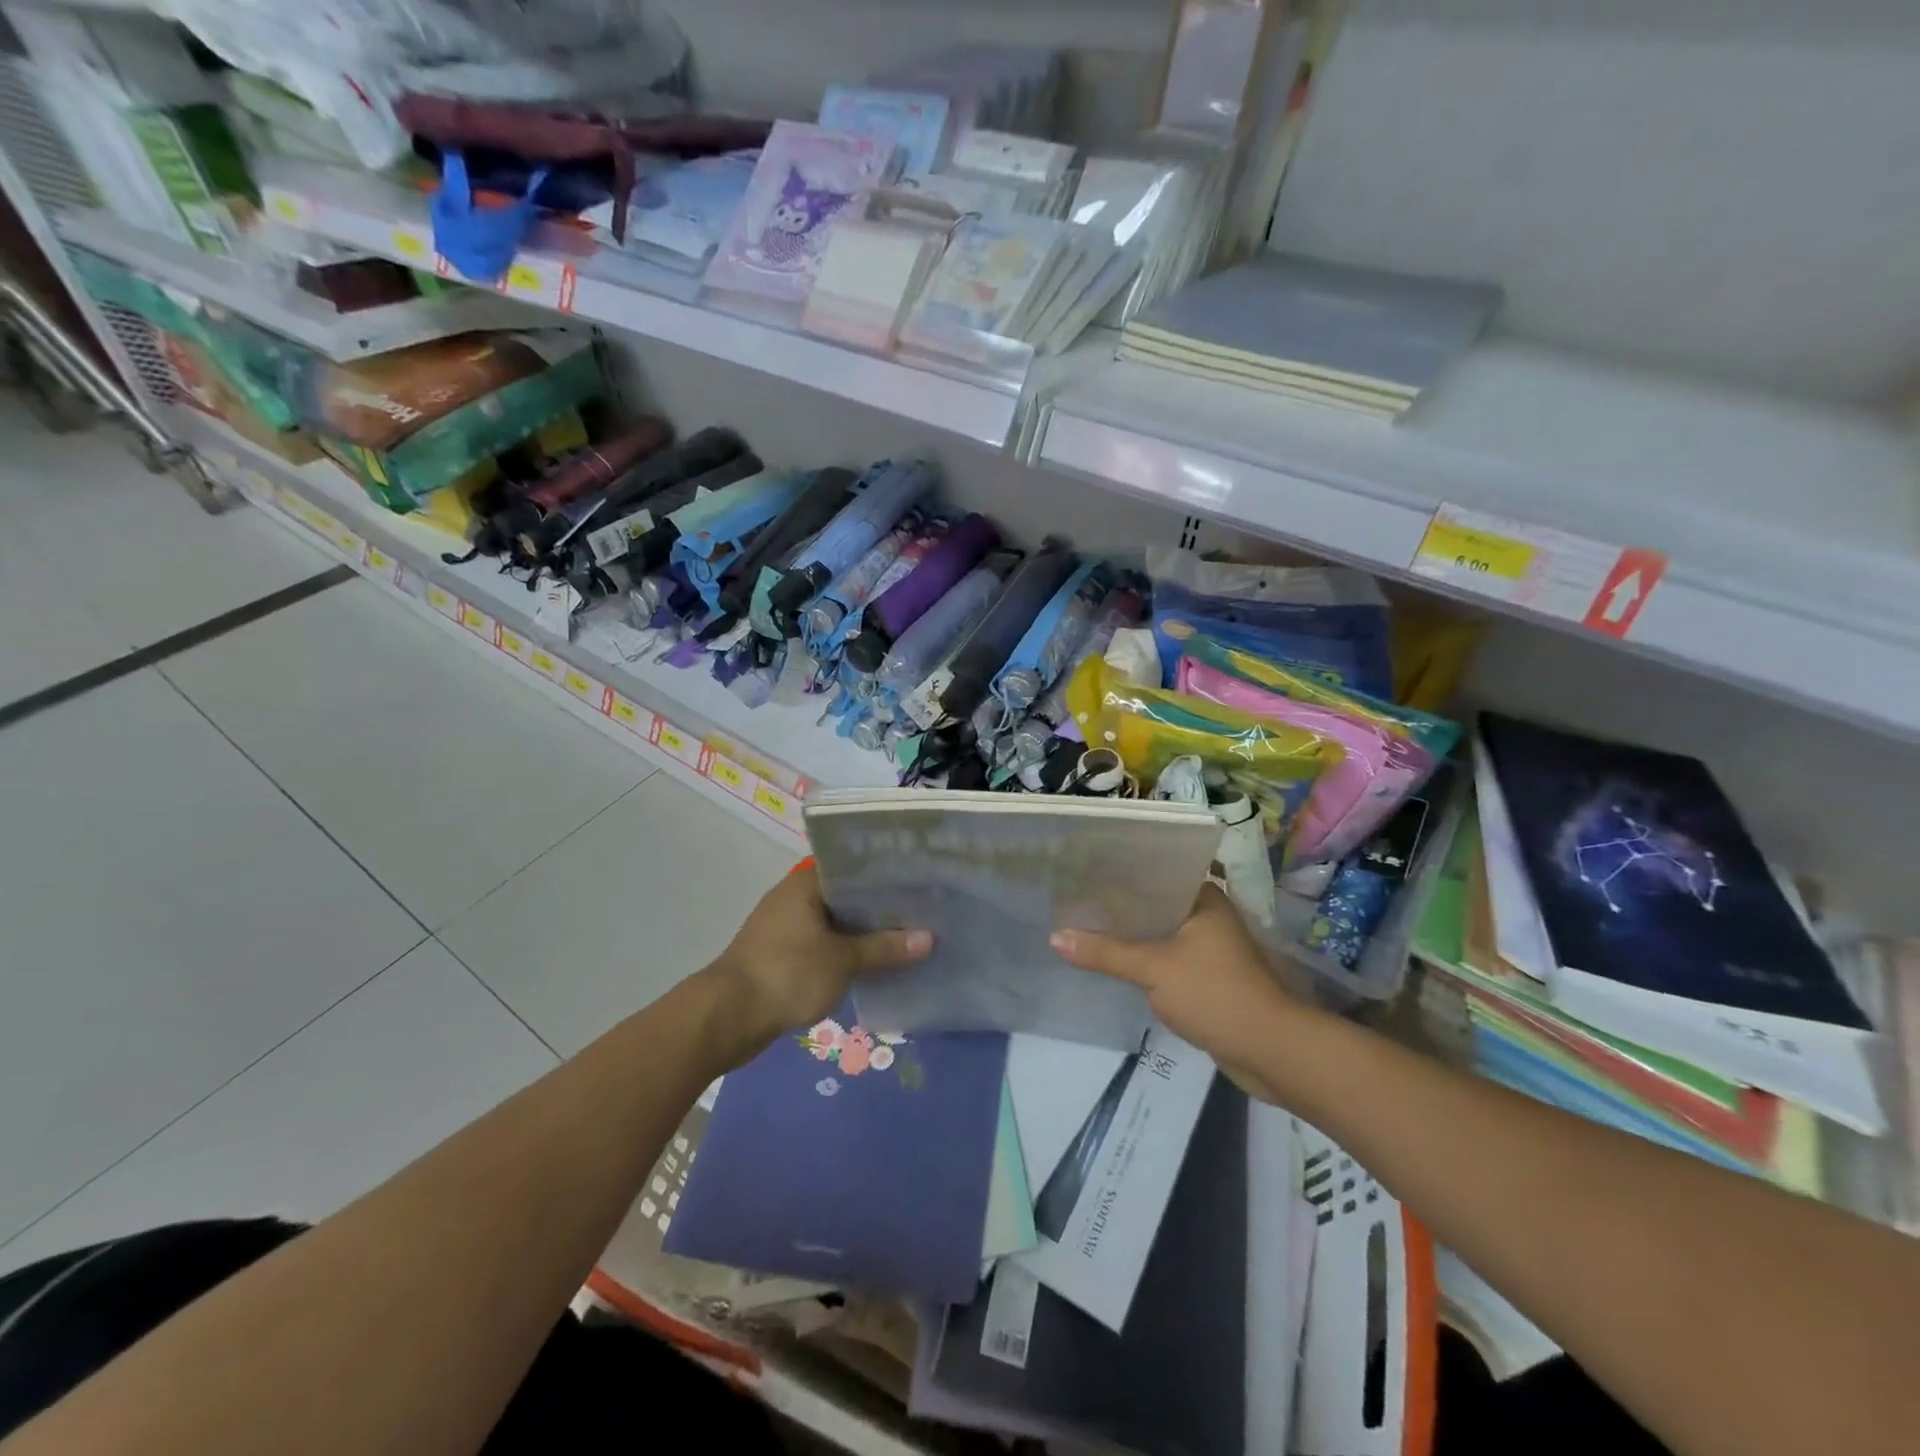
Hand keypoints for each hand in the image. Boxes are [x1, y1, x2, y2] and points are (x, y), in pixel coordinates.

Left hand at [707, 866, 931, 1055]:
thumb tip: (929, 939)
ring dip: (863, 932)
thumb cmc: (786, 974)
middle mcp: (793, 898)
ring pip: (835, 923)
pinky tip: (875, 962)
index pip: (852, 866)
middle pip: (845, 895)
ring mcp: (785, 928)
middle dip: (879, 906)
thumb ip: (884, 948)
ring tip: (906, 935)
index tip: (917, 877)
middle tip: (922, 908)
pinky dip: (846, 951)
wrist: (727, 1018)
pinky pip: (823, 945)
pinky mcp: (781, 956)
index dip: (884, 872)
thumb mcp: (842, 961)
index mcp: (805, 884)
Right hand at [1051, 884, 1306, 1103]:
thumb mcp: (1154, 969)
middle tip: (1073, 899)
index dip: (1118, 873)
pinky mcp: (1206, 977)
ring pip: (1158, 933)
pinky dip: (1142, 958)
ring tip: (1083, 925)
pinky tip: (1111, 959)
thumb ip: (1105, 953)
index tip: (1082, 871)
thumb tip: (1054, 937)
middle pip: (1153, 904)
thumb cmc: (1216, 994)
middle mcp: (1208, 915)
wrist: (1271, 1051)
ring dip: (1129, 934)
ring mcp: (1209, 947)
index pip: (1154, 872)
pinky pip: (1165, 958)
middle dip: (1118, 906)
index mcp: (1204, 898)